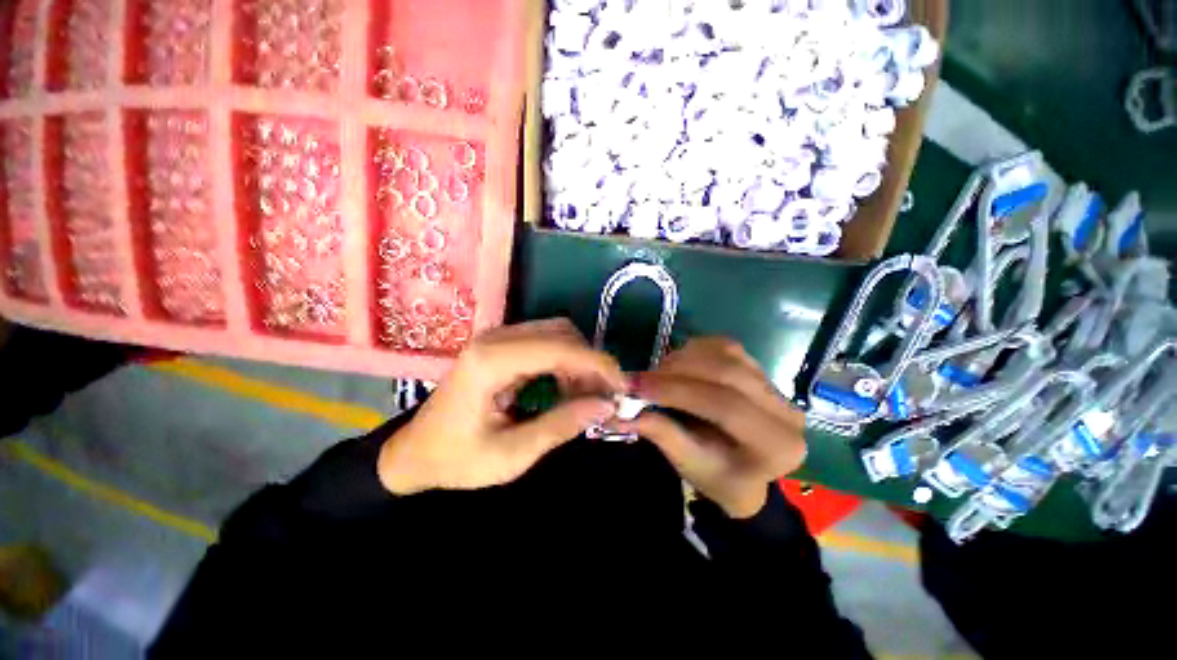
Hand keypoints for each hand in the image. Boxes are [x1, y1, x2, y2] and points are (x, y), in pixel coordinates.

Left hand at [378, 318, 624, 494]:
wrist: (415, 453)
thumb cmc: (457, 459)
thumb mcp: (512, 455)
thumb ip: (561, 425)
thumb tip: (606, 406)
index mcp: (490, 361)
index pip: (558, 348)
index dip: (596, 364)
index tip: (622, 386)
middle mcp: (494, 338)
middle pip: (561, 333)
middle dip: (590, 361)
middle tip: (605, 395)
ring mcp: (496, 338)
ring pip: (556, 333)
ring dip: (579, 360)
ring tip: (588, 394)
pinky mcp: (501, 345)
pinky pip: (545, 341)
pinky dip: (565, 360)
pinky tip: (568, 386)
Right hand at [616, 338, 806, 517]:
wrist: (746, 474)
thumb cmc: (719, 477)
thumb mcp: (689, 464)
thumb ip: (661, 433)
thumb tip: (622, 410)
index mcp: (778, 445)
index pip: (726, 406)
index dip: (678, 390)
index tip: (638, 387)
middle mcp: (786, 410)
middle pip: (727, 373)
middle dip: (677, 371)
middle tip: (641, 377)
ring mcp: (775, 386)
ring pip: (726, 354)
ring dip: (684, 358)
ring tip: (657, 373)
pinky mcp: (761, 370)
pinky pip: (726, 348)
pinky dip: (695, 350)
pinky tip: (678, 363)